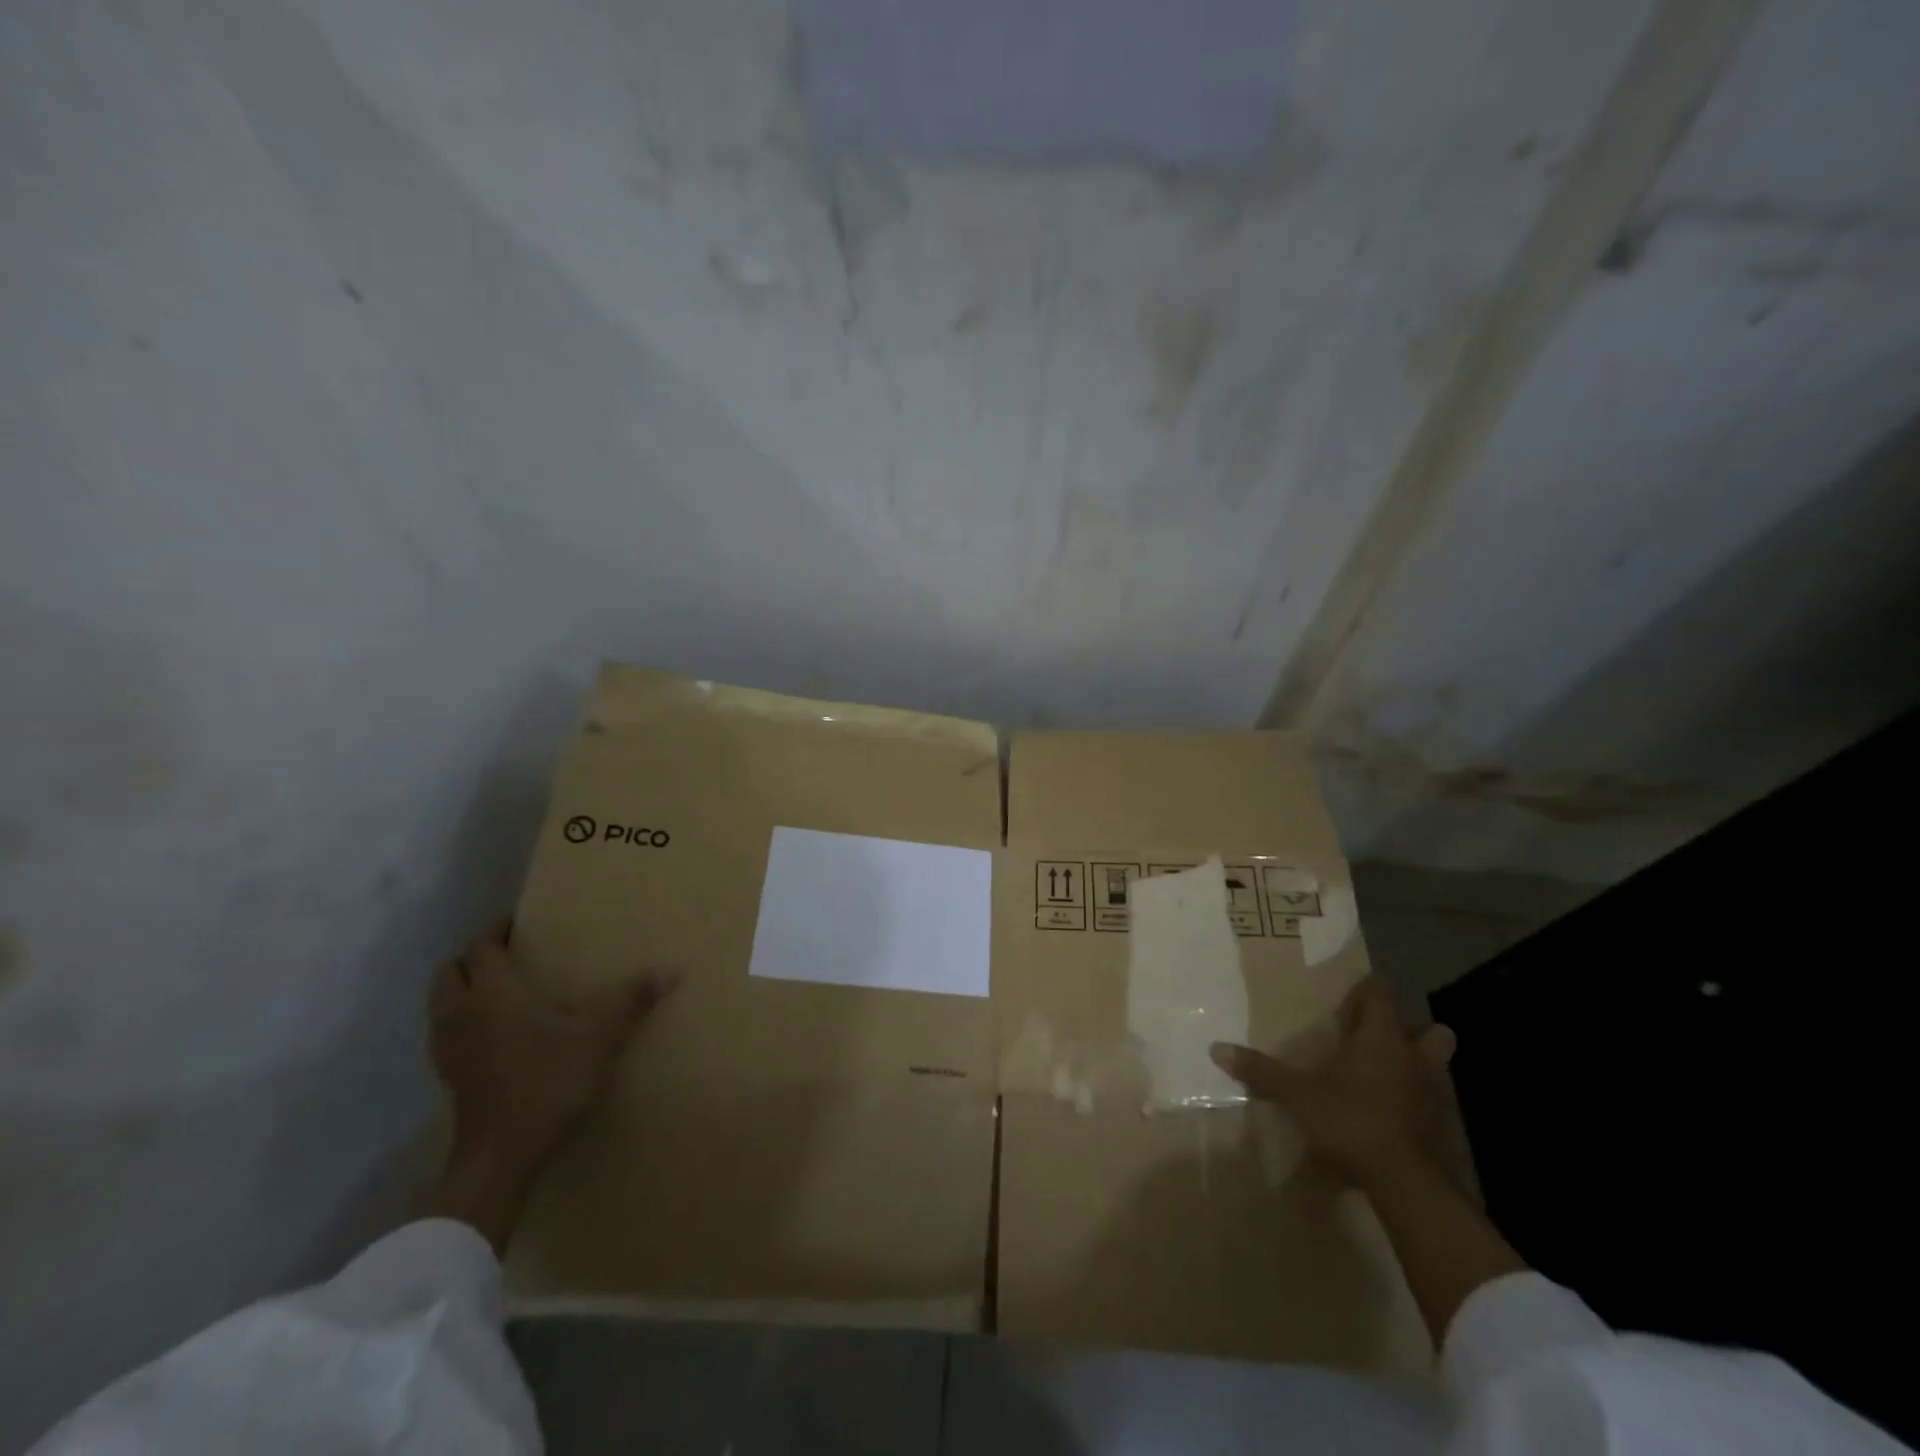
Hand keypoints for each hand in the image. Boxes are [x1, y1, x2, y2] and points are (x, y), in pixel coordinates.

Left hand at [429, 919, 675, 1178]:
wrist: (502, 1152)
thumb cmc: (548, 1081)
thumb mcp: (600, 1038)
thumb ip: (632, 1001)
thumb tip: (672, 971)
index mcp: (494, 992)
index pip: (482, 947)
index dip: (496, 930)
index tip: (518, 923)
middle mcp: (461, 1011)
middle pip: (450, 969)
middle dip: (473, 957)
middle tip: (506, 954)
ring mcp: (447, 1045)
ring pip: (440, 1000)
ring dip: (461, 988)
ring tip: (497, 989)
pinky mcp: (446, 1073)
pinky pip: (444, 1031)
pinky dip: (460, 1020)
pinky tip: (489, 1033)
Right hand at [1210, 978, 1458, 1191]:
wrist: (1408, 1185)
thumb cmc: (1353, 1121)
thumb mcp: (1297, 1095)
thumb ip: (1261, 1071)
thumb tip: (1216, 1048)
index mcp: (1381, 1039)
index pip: (1381, 994)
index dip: (1367, 988)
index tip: (1352, 991)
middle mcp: (1414, 1059)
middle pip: (1432, 1031)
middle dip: (1415, 1030)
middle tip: (1383, 1037)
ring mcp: (1435, 1096)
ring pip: (1438, 1069)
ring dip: (1421, 1068)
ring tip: (1390, 1076)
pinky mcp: (1443, 1131)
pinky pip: (1434, 1106)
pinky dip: (1419, 1106)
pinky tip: (1395, 1118)